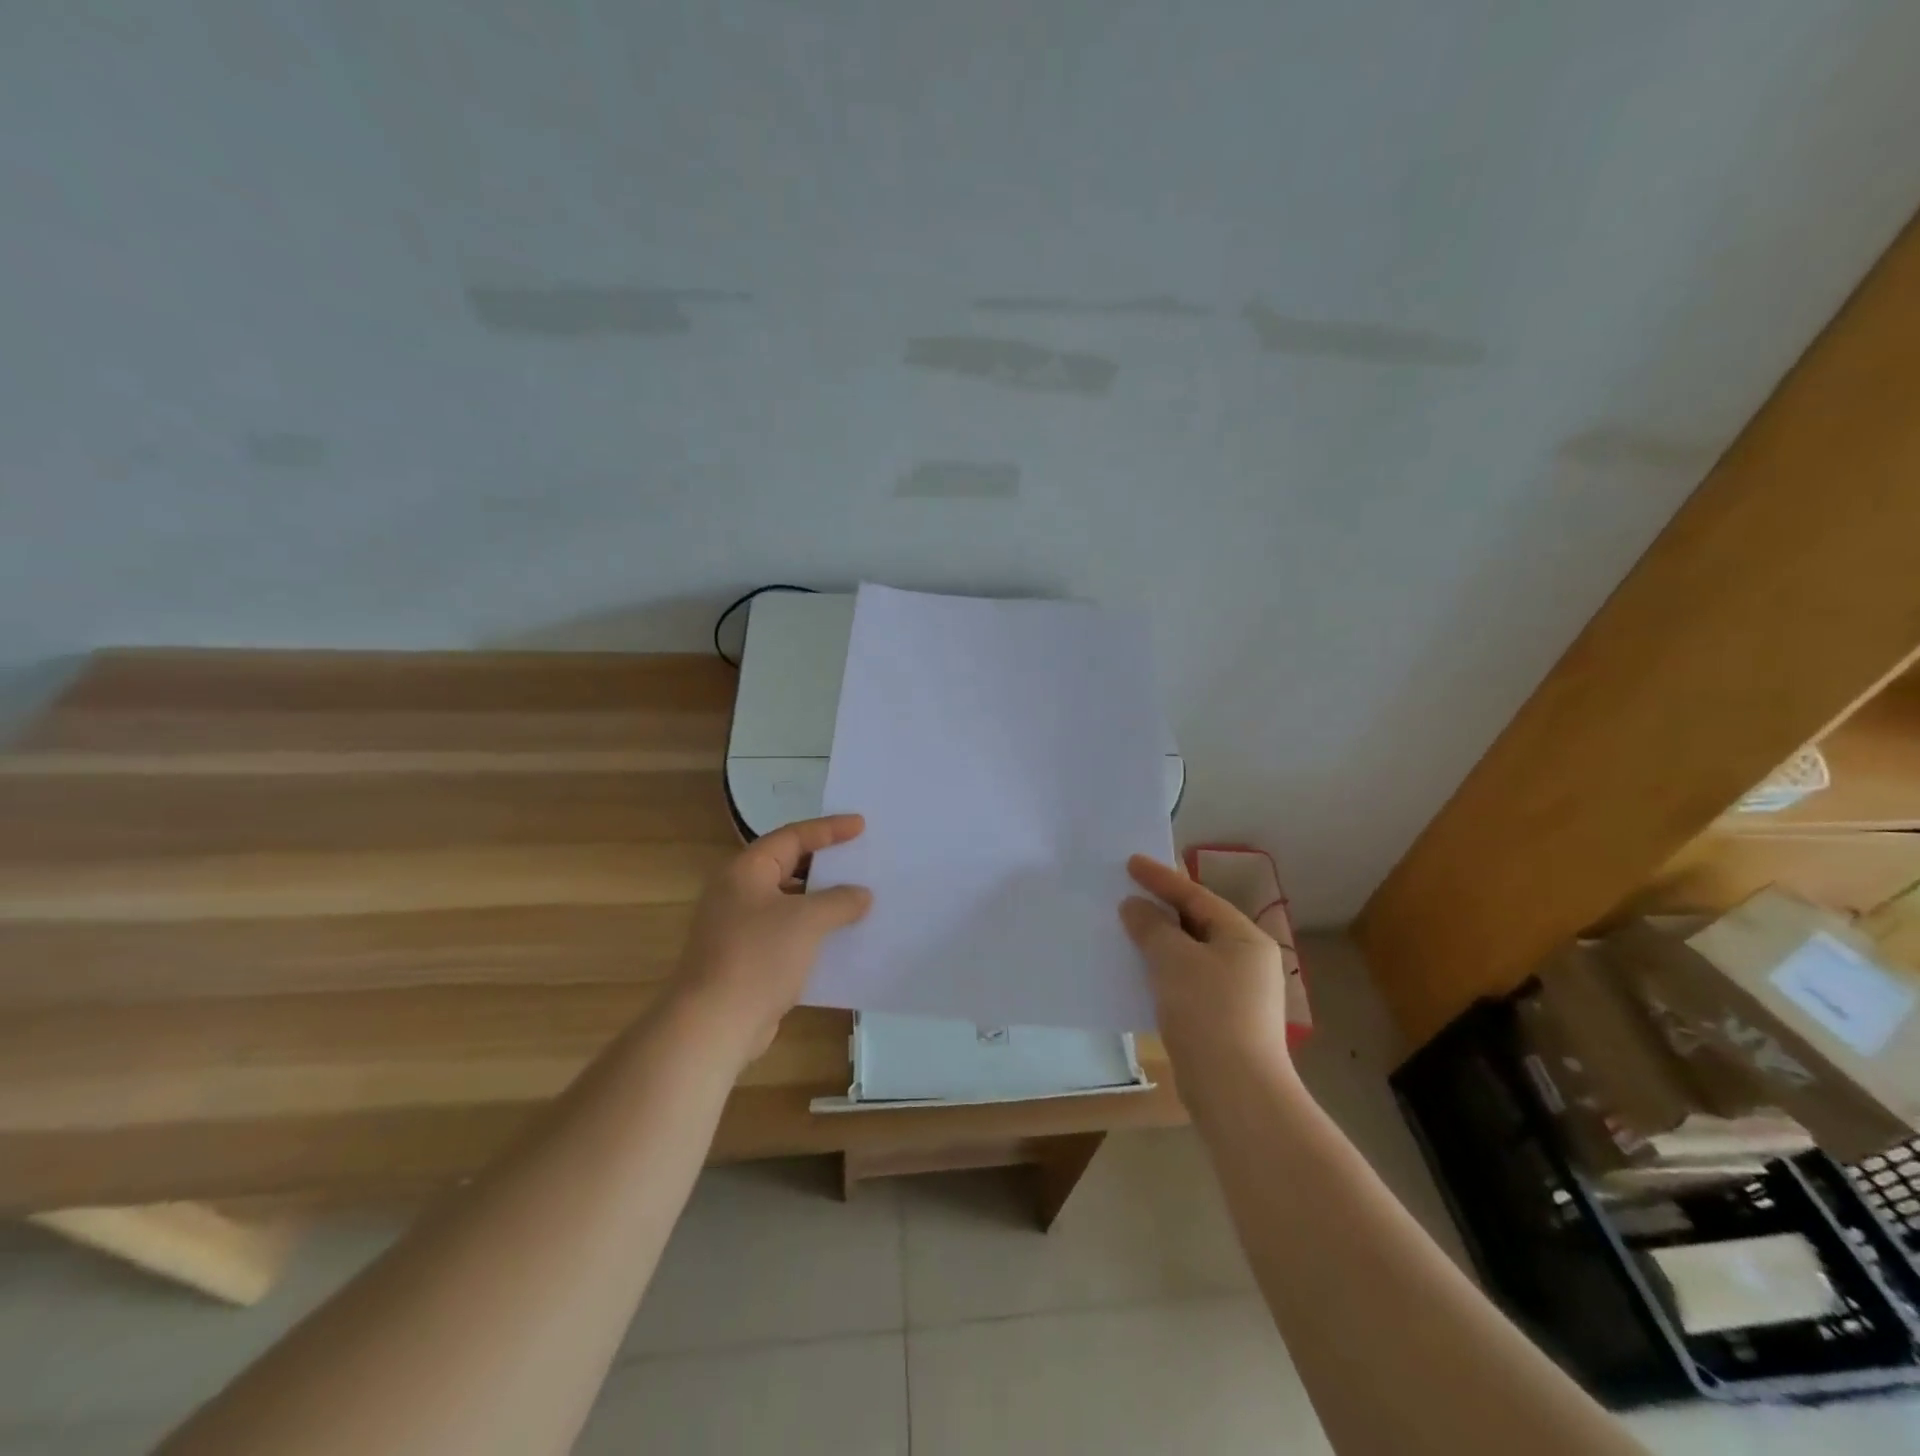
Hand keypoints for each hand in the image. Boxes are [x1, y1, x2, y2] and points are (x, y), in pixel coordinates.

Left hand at [668, 814, 873, 1063]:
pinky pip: (786, 932)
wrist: (714, 1024)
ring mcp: (739, 927)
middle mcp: (738, 892)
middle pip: (788, 866)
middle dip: (825, 864)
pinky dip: (812, 930)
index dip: (829, 829)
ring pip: (789, 902)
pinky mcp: (746, 958)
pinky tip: (840, 938)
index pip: (792, 837)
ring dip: (821, 900)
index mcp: (746, 871)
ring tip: (859, 898)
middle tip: (860, 858)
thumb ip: (840, 900)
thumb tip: (861, 895)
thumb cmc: (759, 957)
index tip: (861, 826)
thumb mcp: (807, 920)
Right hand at [1119, 855, 1293, 1068]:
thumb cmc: (1208, 1013)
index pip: (1197, 897)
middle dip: (1161, 909)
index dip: (1161, 878)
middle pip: (1197, 923)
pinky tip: (1138, 972)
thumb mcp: (1174, 960)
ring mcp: (1237, 993)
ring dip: (1159, 941)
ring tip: (1126, 928)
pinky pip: (1187, 980)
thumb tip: (1135, 906)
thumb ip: (1152, 927)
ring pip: (1191, 954)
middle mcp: (1246, 960)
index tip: (1130, 862)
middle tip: (1127, 892)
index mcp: (1244, 938)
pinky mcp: (1223, 1020)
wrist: (1236, 1093)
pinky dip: (1163, 970)